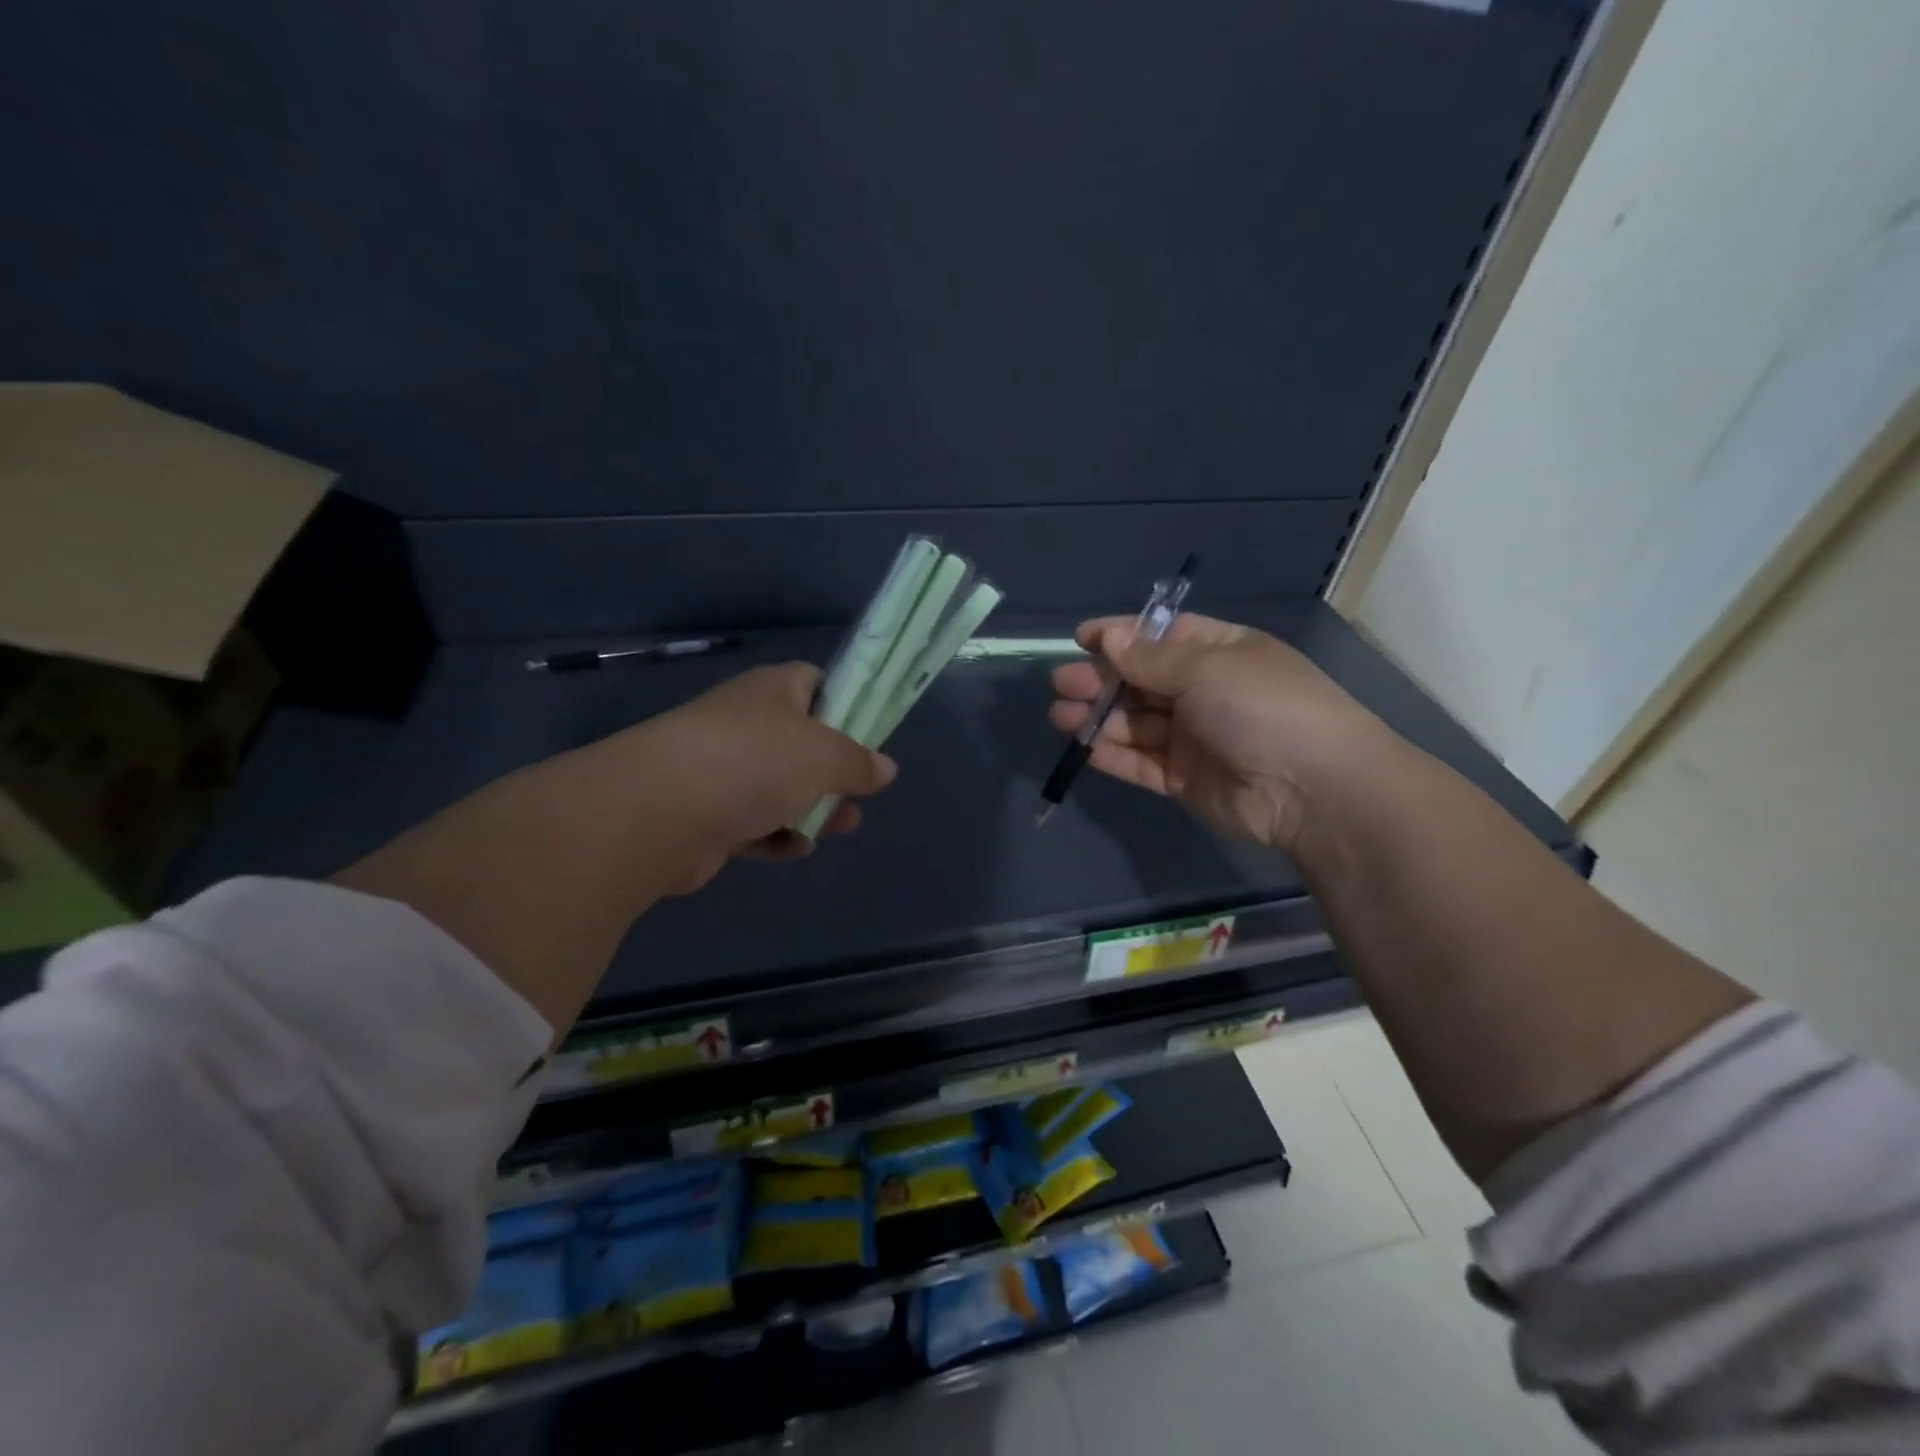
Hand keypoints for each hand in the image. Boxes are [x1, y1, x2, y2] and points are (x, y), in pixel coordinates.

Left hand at [603, 662, 895, 892]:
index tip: (870, 734)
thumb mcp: (825, 755)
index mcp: (772, 690)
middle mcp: (745, 723)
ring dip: (812, 806)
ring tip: (844, 825)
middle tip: (861, 791)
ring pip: (778, 786)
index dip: (846, 703)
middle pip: (800, 740)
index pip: (815, 681)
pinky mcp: (706, 814)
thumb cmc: (753, 762)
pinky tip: (798, 848)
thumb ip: (859, 762)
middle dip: (834, 769)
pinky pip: (752, 822)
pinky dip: (776, 834)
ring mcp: (721, 768)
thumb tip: (885, 768)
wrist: (659, 811)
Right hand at [1048, 614, 1378, 855]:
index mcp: (1219, 652)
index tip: (1081, 639)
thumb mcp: (1206, 667)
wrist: (1313, 789)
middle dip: (1101, 680)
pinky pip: (1142, 762)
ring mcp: (1194, 738)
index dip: (1121, 636)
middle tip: (1060, 683)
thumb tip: (1109, 638)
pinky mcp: (1185, 779)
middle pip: (1141, 681)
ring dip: (1098, 717)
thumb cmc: (1262, 706)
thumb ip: (1150, 658)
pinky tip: (1083, 747)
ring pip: (1136, 723)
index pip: (1161, 637)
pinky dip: (1113, 755)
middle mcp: (1205, 691)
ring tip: (1059, 715)